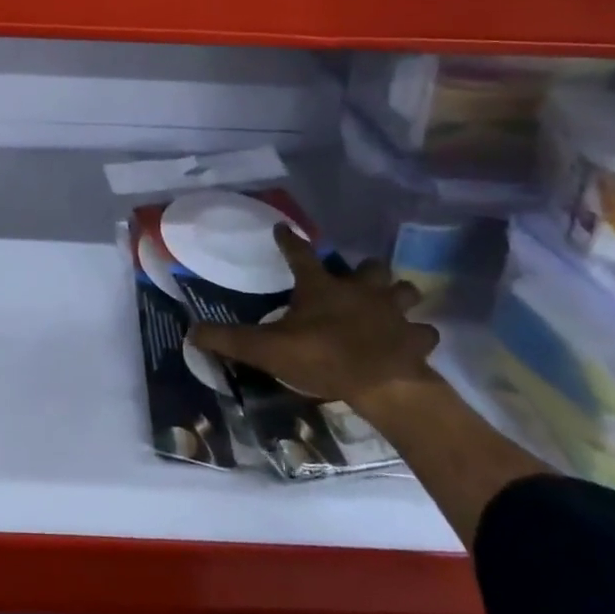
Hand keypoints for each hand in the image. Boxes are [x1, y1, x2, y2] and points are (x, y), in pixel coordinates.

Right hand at [190, 226, 439, 411]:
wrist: (382, 385)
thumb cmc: (321, 358)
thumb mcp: (266, 349)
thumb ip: (229, 339)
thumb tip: (191, 331)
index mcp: (321, 287)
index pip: (299, 254)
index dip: (288, 241)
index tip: (282, 228)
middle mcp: (360, 290)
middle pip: (370, 267)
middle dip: (366, 270)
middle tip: (358, 279)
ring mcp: (393, 312)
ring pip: (404, 291)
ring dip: (398, 295)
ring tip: (390, 303)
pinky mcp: (415, 339)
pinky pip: (423, 332)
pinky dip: (418, 335)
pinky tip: (412, 341)